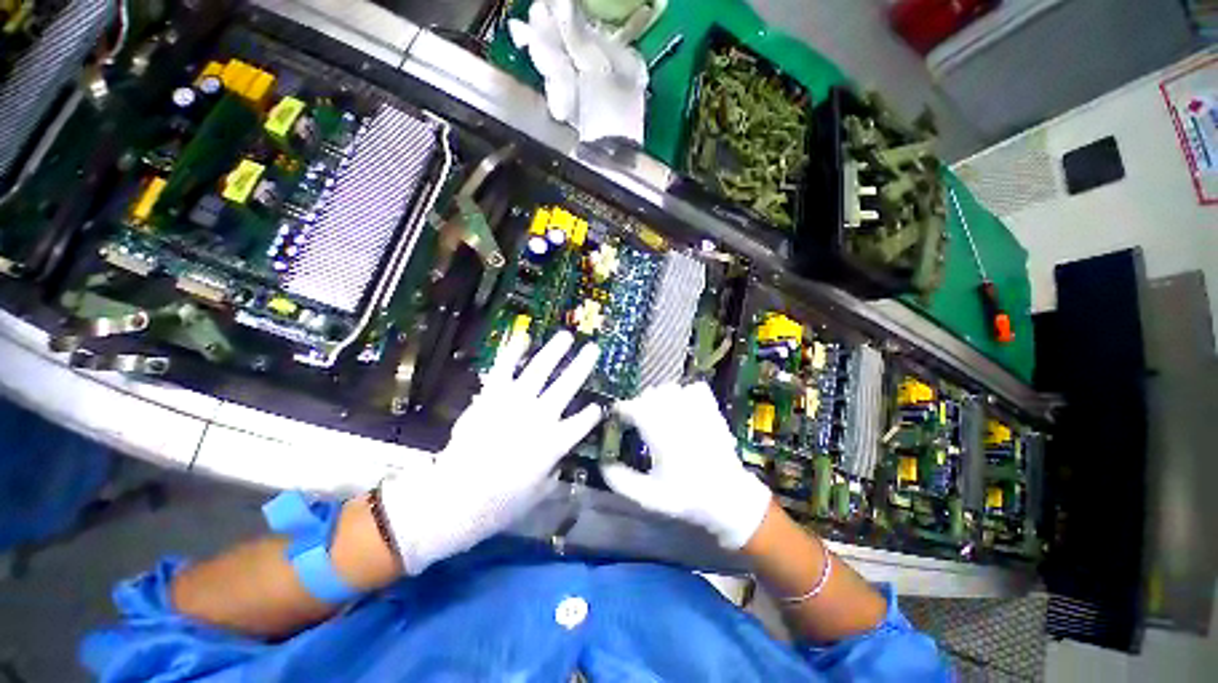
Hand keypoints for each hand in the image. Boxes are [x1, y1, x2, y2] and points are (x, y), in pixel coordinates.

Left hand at [380, 331, 602, 573]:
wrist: (455, 499)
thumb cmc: (499, 504)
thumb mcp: (537, 494)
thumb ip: (552, 473)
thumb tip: (557, 460)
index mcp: (556, 443)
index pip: (583, 422)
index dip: (592, 414)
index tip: (598, 408)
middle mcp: (541, 418)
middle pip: (567, 386)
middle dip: (583, 366)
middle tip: (593, 349)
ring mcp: (515, 403)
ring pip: (540, 370)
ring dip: (555, 351)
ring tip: (566, 337)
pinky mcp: (491, 397)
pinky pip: (505, 368)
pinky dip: (514, 352)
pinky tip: (523, 337)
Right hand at [602, 382, 771, 549]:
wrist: (729, 498)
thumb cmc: (687, 497)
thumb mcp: (649, 497)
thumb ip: (622, 481)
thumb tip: (603, 464)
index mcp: (660, 434)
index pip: (634, 408)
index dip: (621, 410)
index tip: (617, 417)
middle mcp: (677, 416)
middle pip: (650, 394)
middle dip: (640, 404)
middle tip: (638, 421)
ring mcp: (697, 410)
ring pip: (671, 388)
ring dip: (660, 397)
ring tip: (659, 413)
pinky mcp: (712, 410)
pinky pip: (694, 388)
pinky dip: (685, 392)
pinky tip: (683, 407)